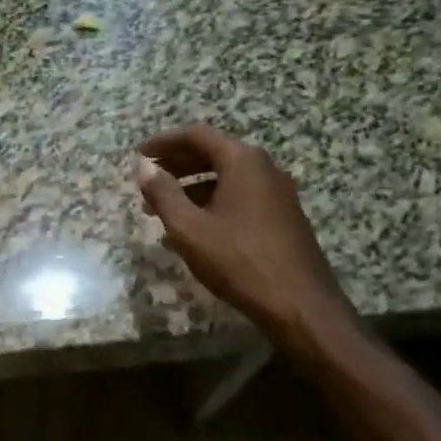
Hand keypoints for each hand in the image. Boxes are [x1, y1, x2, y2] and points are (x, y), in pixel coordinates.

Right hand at [135, 125, 360, 356]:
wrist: (300, 305)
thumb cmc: (239, 261)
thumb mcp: (189, 228)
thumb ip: (163, 193)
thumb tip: (143, 167)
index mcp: (243, 161)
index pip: (197, 135)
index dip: (164, 142)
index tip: (139, 154)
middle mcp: (265, 168)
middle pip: (214, 153)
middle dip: (178, 163)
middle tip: (149, 178)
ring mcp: (278, 192)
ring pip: (228, 176)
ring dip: (194, 185)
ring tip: (165, 206)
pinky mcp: (284, 216)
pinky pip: (241, 195)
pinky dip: (214, 199)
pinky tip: (196, 225)